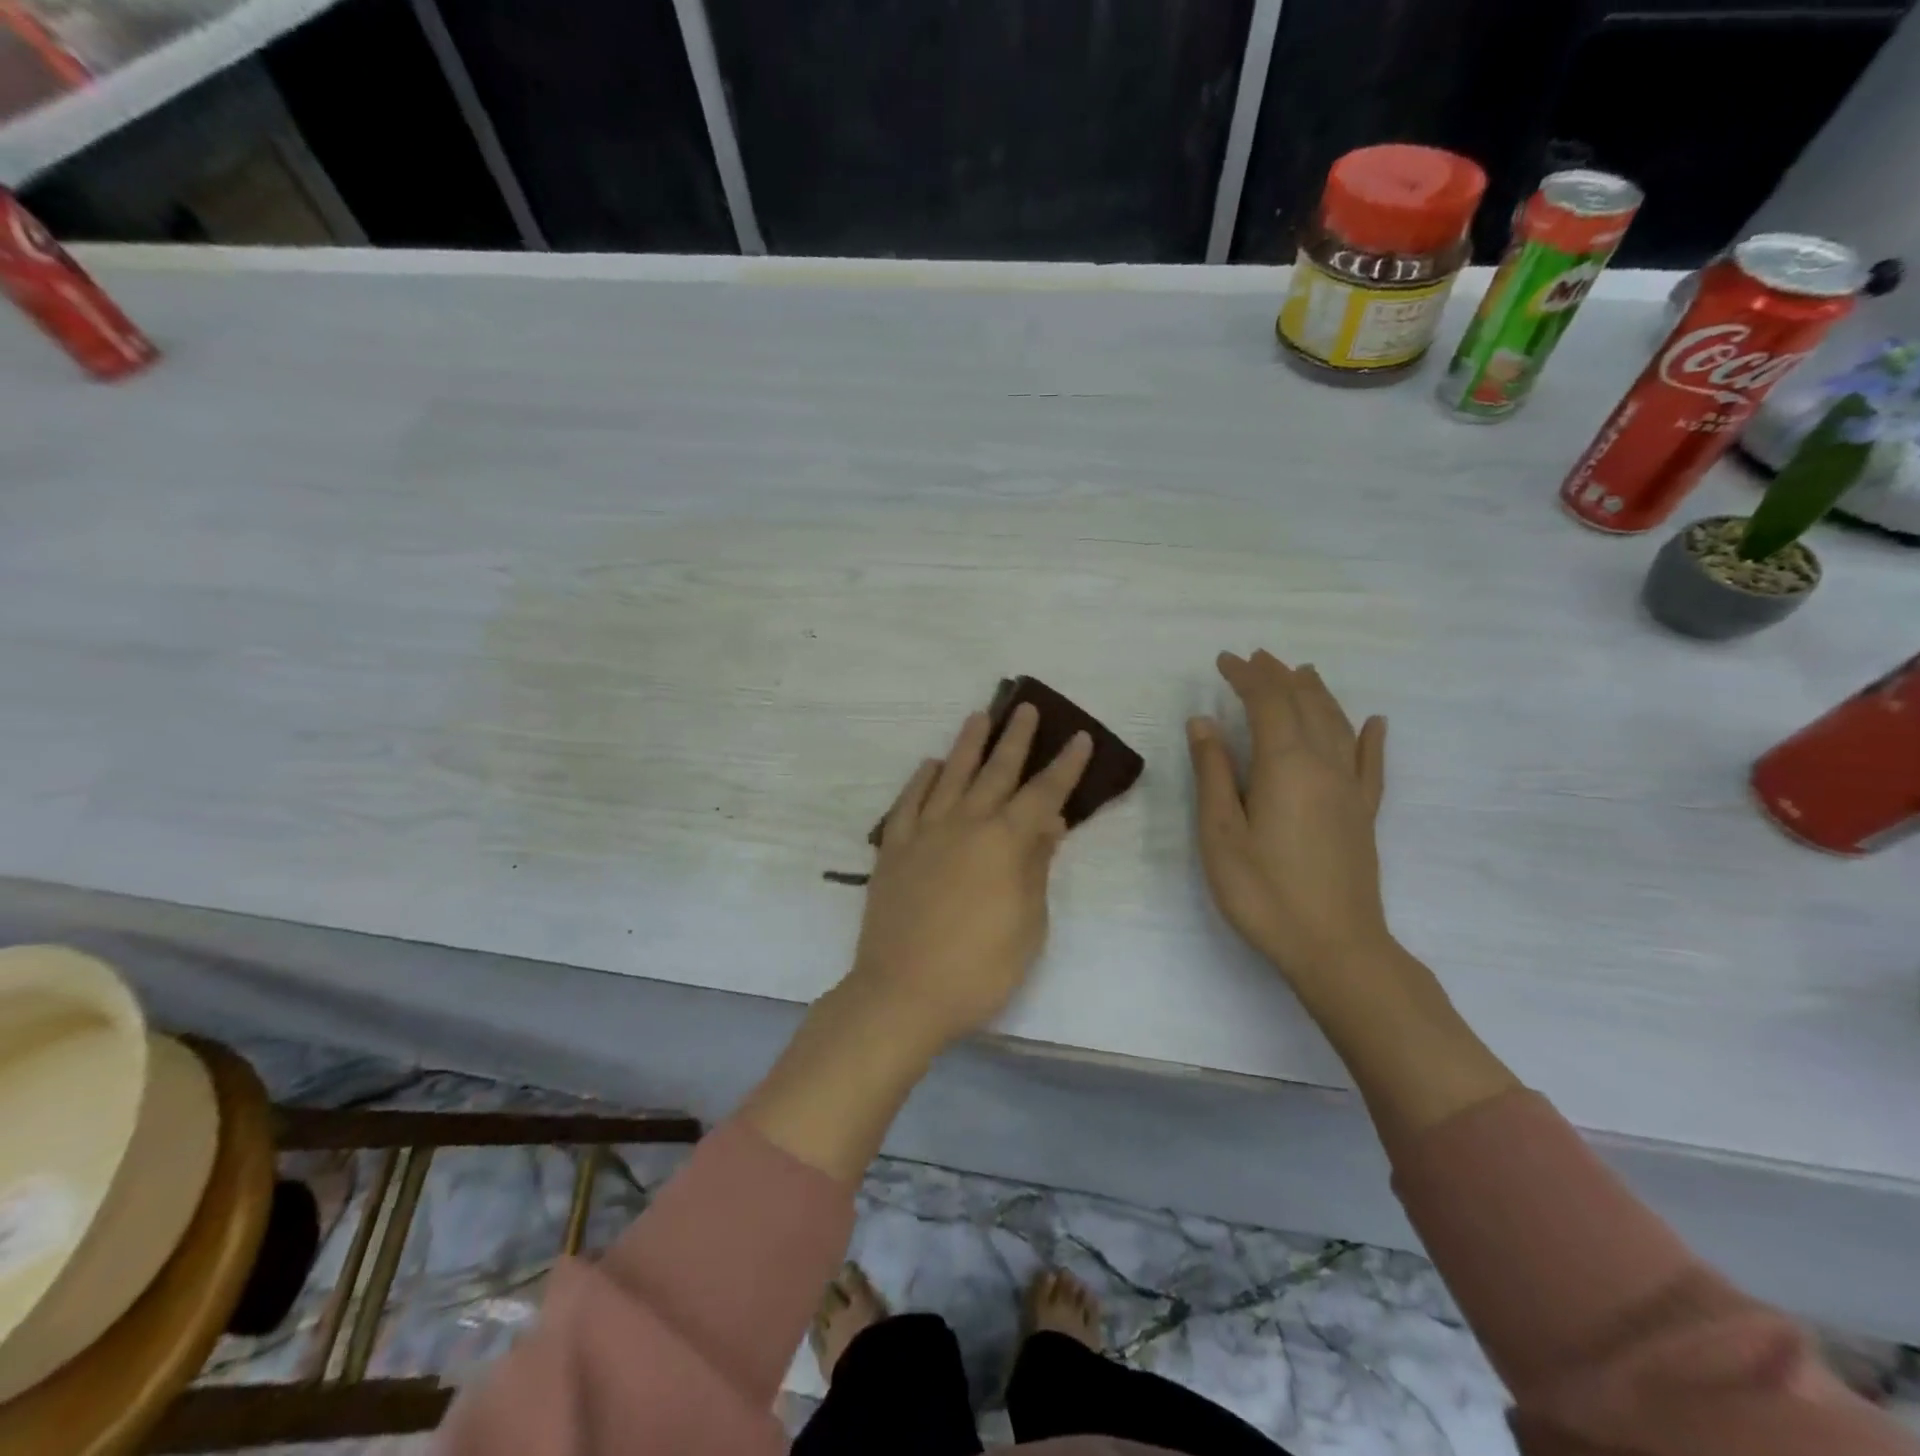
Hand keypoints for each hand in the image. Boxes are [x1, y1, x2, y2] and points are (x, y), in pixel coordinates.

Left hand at [846, 702, 1092, 1053]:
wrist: (903, 993)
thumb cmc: (979, 969)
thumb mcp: (1028, 924)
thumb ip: (1035, 867)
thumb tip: (1048, 822)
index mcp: (1004, 842)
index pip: (1043, 793)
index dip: (1064, 766)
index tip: (1079, 737)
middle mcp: (964, 824)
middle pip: (995, 771)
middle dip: (1015, 738)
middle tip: (1025, 707)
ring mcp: (923, 833)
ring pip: (949, 776)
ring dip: (967, 745)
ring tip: (979, 717)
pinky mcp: (892, 849)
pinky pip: (907, 803)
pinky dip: (920, 780)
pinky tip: (930, 765)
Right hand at [1187, 650, 1392, 997]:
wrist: (1335, 947)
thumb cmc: (1263, 891)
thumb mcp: (1220, 833)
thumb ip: (1213, 773)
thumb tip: (1204, 721)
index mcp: (1286, 765)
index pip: (1268, 702)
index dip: (1246, 676)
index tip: (1223, 660)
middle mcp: (1325, 765)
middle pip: (1305, 705)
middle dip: (1279, 676)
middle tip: (1256, 658)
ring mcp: (1351, 789)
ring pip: (1338, 724)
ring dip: (1318, 693)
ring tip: (1302, 672)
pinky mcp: (1365, 814)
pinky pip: (1372, 763)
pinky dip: (1371, 737)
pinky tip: (1374, 723)